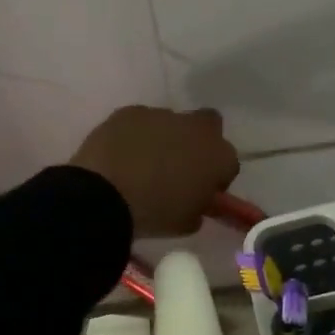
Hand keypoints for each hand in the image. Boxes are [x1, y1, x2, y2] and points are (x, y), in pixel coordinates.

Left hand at [69, 105, 239, 237]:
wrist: (105, 195)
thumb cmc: (155, 214)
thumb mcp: (187, 223)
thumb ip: (199, 205)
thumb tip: (195, 199)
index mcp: (219, 156)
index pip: (229, 163)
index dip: (216, 176)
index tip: (202, 190)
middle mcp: (196, 128)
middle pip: (209, 126)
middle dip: (199, 141)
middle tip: (180, 165)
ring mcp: (162, 115)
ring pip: (172, 123)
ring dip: (165, 138)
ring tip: (142, 163)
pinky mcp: (130, 111)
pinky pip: (140, 122)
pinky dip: (135, 135)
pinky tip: (121, 154)